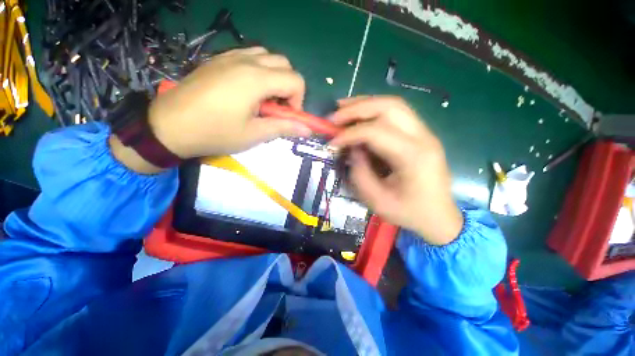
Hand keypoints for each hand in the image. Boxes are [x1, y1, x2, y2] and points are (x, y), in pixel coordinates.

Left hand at [149, 47, 310, 158]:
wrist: (169, 125)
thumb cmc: (215, 133)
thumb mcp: (254, 134)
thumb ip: (283, 128)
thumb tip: (307, 130)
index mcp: (256, 79)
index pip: (295, 80)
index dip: (298, 101)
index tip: (287, 117)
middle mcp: (246, 60)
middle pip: (284, 64)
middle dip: (289, 87)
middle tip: (277, 108)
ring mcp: (230, 56)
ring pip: (267, 57)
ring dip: (275, 77)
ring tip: (263, 98)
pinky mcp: (219, 59)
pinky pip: (249, 56)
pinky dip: (259, 71)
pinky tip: (248, 90)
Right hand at [330, 96, 462, 244]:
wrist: (439, 216)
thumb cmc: (409, 213)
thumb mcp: (377, 201)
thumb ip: (360, 173)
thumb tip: (352, 148)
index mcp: (414, 157)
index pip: (376, 132)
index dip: (350, 134)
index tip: (332, 142)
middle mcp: (423, 137)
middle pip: (389, 107)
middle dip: (357, 108)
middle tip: (334, 116)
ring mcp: (425, 133)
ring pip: (393, 104)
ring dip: (365, 104)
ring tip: (343, 109)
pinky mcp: (421, 134)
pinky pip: (396, 113)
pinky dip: (374, 111)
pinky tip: (359, 116)